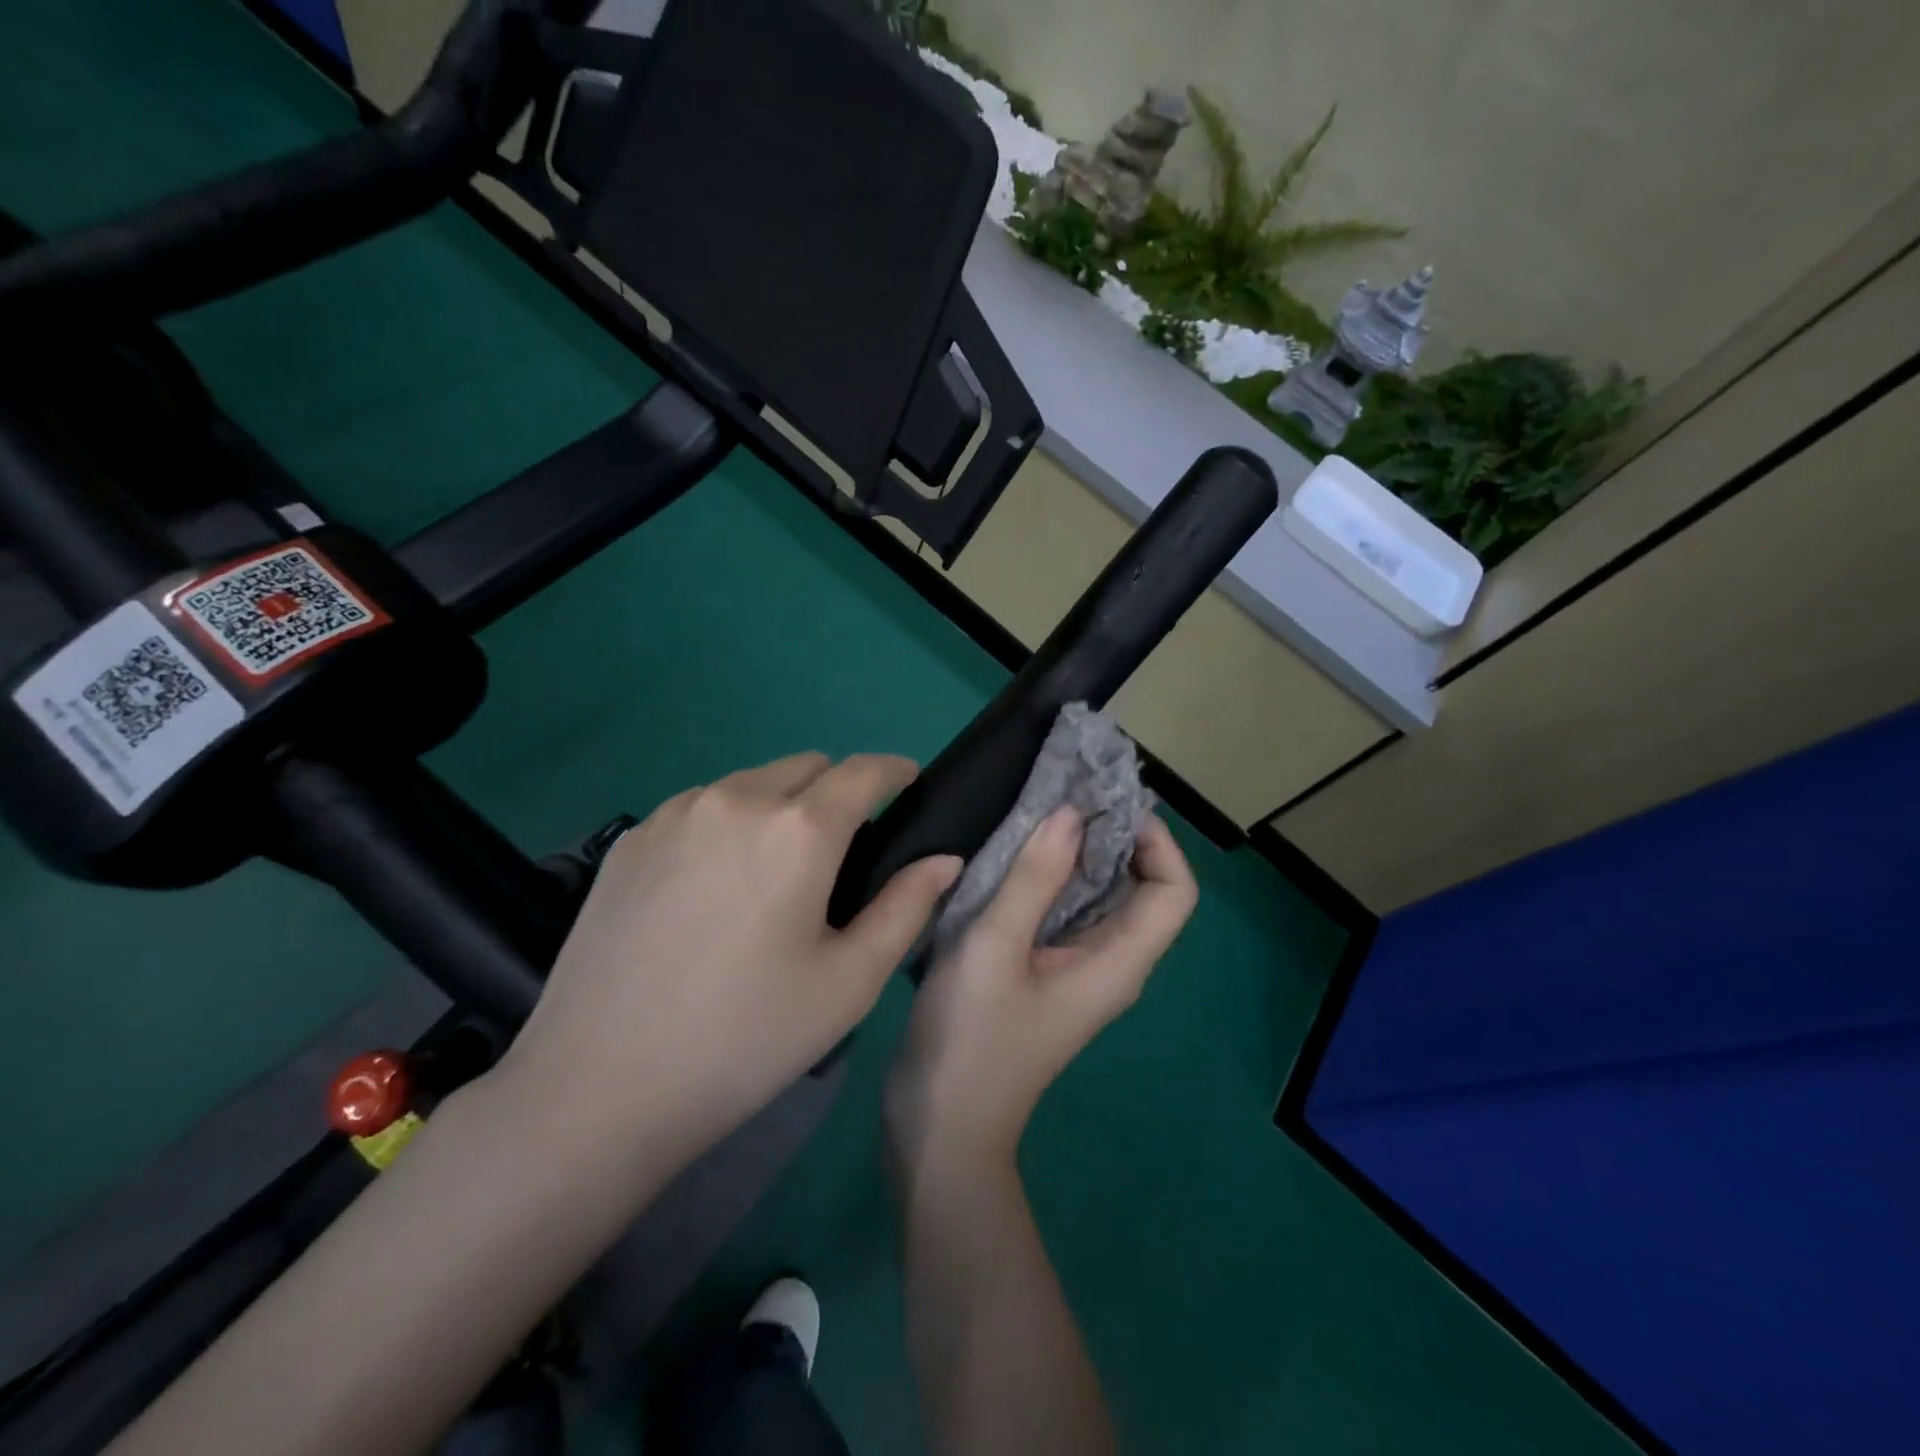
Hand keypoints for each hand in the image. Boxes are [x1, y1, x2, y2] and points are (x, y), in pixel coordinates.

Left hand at [497, 752, 961, 1177]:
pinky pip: (702, 806)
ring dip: (781, 805)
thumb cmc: (745, 1039)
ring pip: (752, 782)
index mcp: (798, 830)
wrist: (599, 1087)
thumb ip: (906, 907)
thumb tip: (945, 858)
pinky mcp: (631, 838)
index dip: (895, 771)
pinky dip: (730, 823)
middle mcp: (736, 799)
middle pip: (807, 766)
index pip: (863, 771)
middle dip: (838, 790)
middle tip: (841, 852)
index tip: (909, 784)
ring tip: (773, 873)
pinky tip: (714, 888)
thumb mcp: (848, 983)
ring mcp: (675, 813)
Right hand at [885, 807, 1196, 1177]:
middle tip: (1066, 792)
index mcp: (1117, 961)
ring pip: (1100, 899)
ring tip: (1039, 812)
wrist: (941, 1129)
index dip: (1156, 841)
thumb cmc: (970, 1040)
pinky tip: (1012, 857)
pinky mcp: (1046, 975)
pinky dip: (1051, 878)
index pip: (1173, 890)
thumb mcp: (994, 949)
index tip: (1106, 804)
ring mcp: (1078, 972)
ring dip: (1079, 853)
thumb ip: (1033, 879)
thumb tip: (1070, 814)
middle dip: (1113, 836)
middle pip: (1140, 889)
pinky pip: (1066, 914)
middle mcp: (1111, 964)